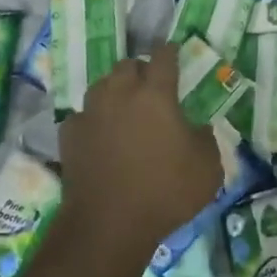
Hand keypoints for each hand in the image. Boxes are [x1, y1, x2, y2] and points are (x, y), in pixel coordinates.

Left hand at [56, 43, 220, 260]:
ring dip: (114, 90)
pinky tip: (98, 134)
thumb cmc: (164, 192)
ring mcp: (90, 113)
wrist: (108, 225)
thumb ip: (206, 140)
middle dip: (140, 70)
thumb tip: (198, 129)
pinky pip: (82, 115)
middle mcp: (120, 94)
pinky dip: (92, 119)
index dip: (171, 52)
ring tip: (123, 107)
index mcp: (156, 94)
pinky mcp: (69, 135)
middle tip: (150, 86)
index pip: (164, 57)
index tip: (174, 52)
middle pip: (128, 65)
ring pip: (101, 86)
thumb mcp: (207, 169)